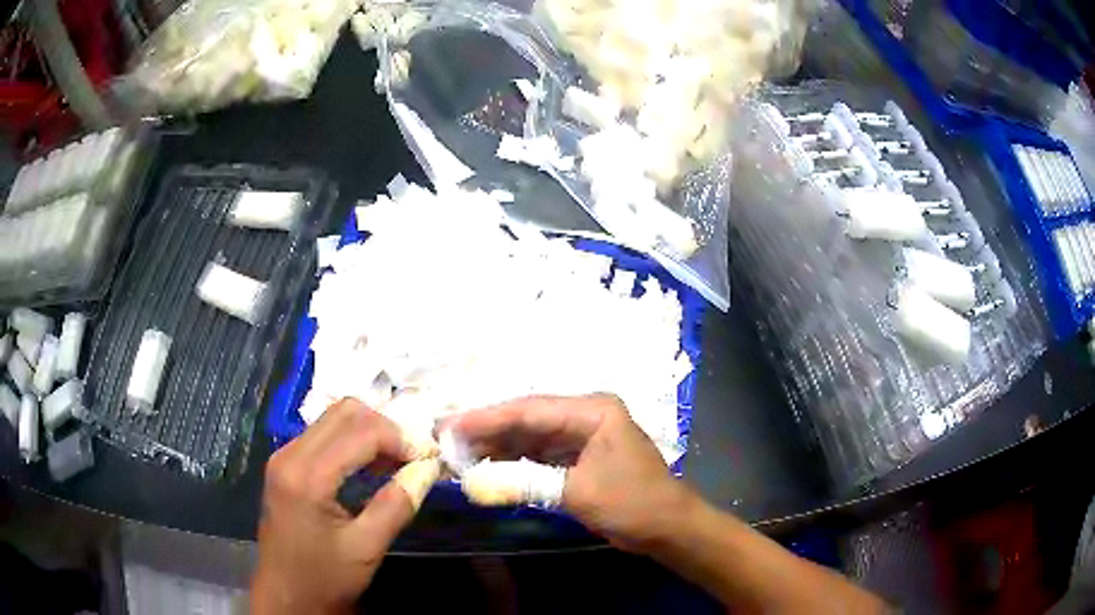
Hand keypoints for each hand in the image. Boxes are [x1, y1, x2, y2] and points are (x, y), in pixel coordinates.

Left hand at [252, 399, 438, 614]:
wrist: (286, 595)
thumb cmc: (325, 578)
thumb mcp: (367, 548)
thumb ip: (397, 504)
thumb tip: (428, 468)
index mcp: (307, 476)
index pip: (360, 431)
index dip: (400, 437)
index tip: (429, 457)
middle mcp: (289, 454)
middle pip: (344, 412)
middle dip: (385, 427)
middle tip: (412, 456)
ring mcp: (284, 456)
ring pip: (333, 418)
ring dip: (369, 431)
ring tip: (396, 460)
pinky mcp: (285, 464)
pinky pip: (323, 434)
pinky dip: (351, 440)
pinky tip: (370, 466)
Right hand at [447, 394, 696, 552]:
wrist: (668, 528)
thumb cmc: (632, 503)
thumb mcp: (577, 492)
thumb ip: (525, 481)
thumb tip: (474, 479)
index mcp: (593, 410)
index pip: (530, 409)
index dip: (487, 418)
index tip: (450, 425)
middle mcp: (586, 415)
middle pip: (527, 419)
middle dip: (487, 430)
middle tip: (446, 437)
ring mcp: (583, 435)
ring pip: (531, 436)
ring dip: (498, 446)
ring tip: (459, 452)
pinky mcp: (580, 456)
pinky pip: (540, 454)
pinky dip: (515, 461)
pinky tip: (488, 466)